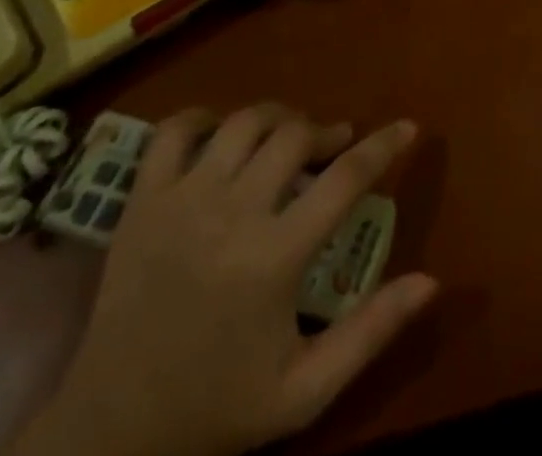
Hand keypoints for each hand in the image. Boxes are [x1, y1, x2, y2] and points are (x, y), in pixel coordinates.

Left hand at [13, 106, 436, 455]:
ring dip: (278, 118)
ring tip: (289, 137)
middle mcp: (230, 214)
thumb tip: (431, 281)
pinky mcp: (142, 201)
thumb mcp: (304, 390)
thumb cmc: (217, 407)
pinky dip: (203, 117)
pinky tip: (221, 131)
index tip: (408, 127)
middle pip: (295, 135)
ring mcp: (181, 201)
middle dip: (326, 131)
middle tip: (336, 146)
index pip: (346, 178)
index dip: (384, 145)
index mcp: (274, 259)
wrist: (110, 432)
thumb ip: (370, 333)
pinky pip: (175, 130)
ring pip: (244, 122)